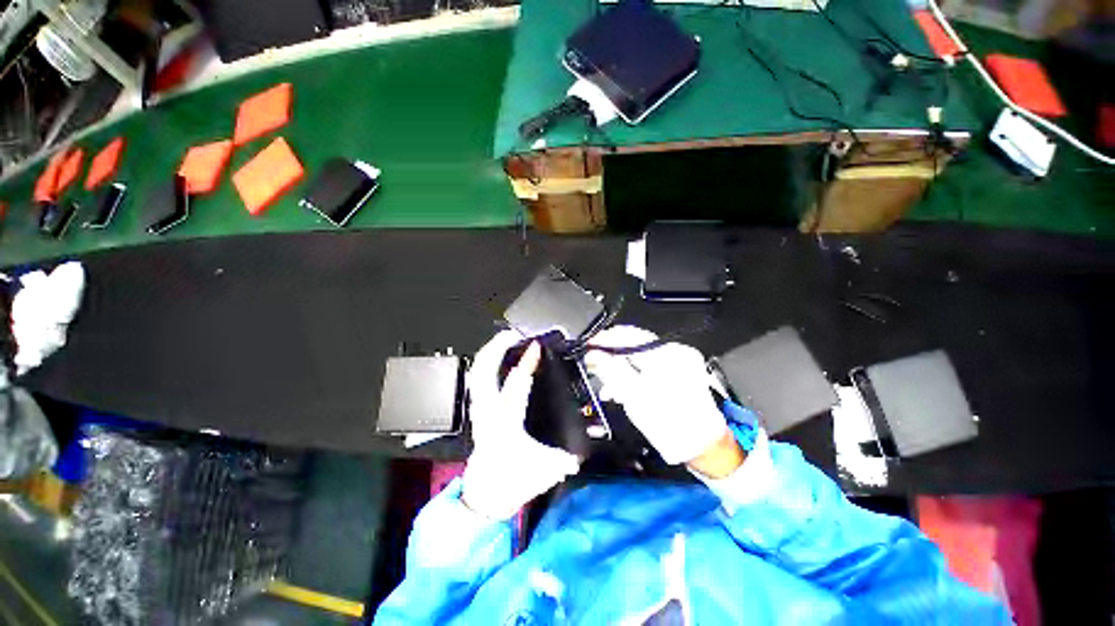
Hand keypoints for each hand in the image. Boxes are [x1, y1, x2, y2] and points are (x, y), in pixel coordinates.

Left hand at [462, 330, 579, 519]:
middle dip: (497, 346)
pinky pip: (478, 379)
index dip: (527, 362)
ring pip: (477, 372)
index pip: (516, 384)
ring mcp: (479, 410)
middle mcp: (487, 412)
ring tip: (506, 338)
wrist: (486, 496)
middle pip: (483, 370)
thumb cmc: (512, 482)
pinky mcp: (477, 410)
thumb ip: (566, 458)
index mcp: (505, 423)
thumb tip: (582, 450)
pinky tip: (498, 358)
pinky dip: (487, 363)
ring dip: (491, 351)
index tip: (537, 346)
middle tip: (514, 332)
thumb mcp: (545, 470)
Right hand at [584, 326, 733, 467]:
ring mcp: (681, 357)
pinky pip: (651, 360)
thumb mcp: (634, 398)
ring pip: (641, 352)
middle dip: (611, 352)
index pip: (628, 335)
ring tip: (608, 381)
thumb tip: (593, 354)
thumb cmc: (670, 426)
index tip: (588, 347)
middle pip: (635, 341)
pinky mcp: (682, 366)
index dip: (604, 340)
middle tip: (594, 363)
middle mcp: (676, 350)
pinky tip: (626, 383)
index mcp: (667, 356)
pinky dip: (635, 369)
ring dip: (622, 362)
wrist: (702, 446)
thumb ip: (611, 371)